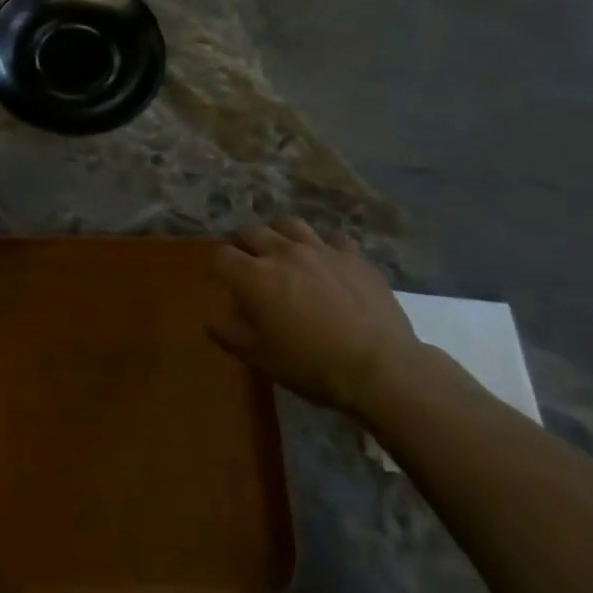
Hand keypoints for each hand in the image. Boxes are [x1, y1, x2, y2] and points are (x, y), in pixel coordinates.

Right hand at [209, 218, 423, 419]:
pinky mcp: (351, 254)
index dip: (217, 267)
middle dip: (244, 244)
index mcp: (255, 277)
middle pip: (252, 232)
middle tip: (248, 262)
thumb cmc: (313, 367)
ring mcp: (319, 249)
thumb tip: (211, 323)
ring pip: (288, 224)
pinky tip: (324, 259)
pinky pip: (330, 237)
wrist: (381, 368)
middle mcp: (283, 252)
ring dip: (278, 234)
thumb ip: (231, 336)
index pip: (222, 256)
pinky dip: (321, 245)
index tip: (219, 279)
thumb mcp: (263, 359)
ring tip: (282, 249)